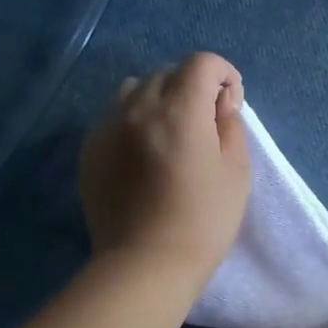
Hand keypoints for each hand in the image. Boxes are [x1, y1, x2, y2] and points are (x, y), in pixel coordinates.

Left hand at [79, 53, 250, 284]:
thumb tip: (219, 104)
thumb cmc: (203, 220)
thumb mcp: (236, 171)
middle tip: (206, 124)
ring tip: (171, 134)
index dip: (224, 75)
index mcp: (180, 110)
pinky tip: (144, 156)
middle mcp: (138, 107)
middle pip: (168, 73)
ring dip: (160, 100)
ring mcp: (108, 127)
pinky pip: (115, 117)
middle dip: (193, 87)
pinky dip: (135, 122)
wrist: (145, 264)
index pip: (202, 63)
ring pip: (136, 90)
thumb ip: (231, 125)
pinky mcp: (90, 149)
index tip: (231, 105)